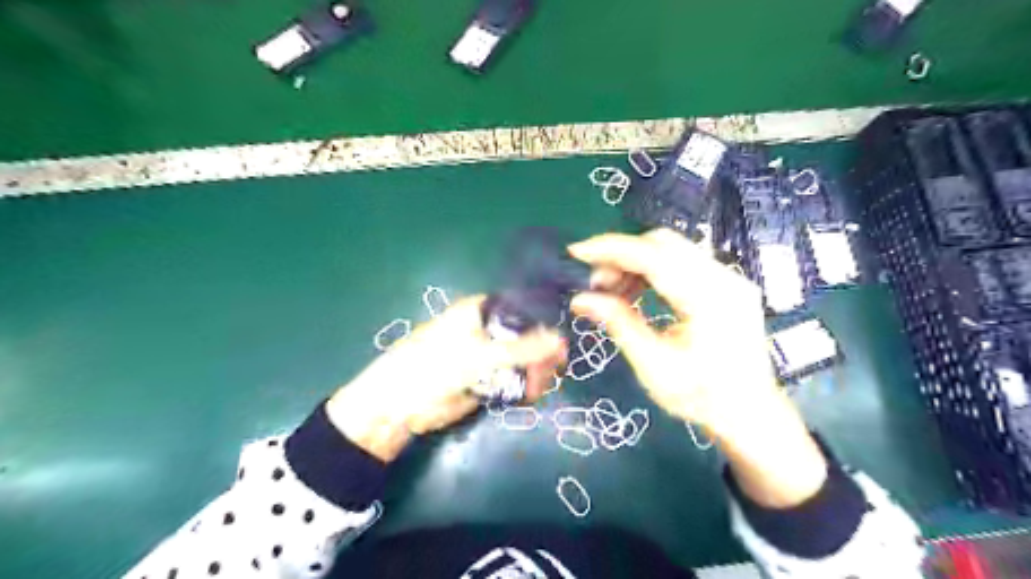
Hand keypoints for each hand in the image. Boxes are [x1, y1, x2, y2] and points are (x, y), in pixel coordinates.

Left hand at [326, 298, 563, 460]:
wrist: (399, 408)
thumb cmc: (433, 368)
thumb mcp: (480, 356)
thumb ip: (522, 349)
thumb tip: (561, 341)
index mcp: (481, 311)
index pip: (523, 310)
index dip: (544, 325)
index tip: (561, 347)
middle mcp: (487, 329)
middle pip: (527, 336)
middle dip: (541, 355)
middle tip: (550, 374)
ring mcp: (487, 354)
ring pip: (523, 359)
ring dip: (535, 372)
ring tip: (535, 389)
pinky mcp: (486, 378)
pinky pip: (514, 378)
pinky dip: (524, 385)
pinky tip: (529, 394)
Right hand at [568, 228, 777, 430]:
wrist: (750, 414)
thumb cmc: (701, 397)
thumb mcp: (654, 366)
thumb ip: (619, 324)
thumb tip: (580, 299)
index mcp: (708, 298)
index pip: (653, 256)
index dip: (611, 249)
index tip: (577, 252)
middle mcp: (724, 278)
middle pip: (663, 243)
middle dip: (622, 256)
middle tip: (596, 284)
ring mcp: (729, 278)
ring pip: (672, 249)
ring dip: (636, 263)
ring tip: (613, 292)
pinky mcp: (727, 284)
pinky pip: (683, 262)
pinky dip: (653, 271)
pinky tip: (637, 293)